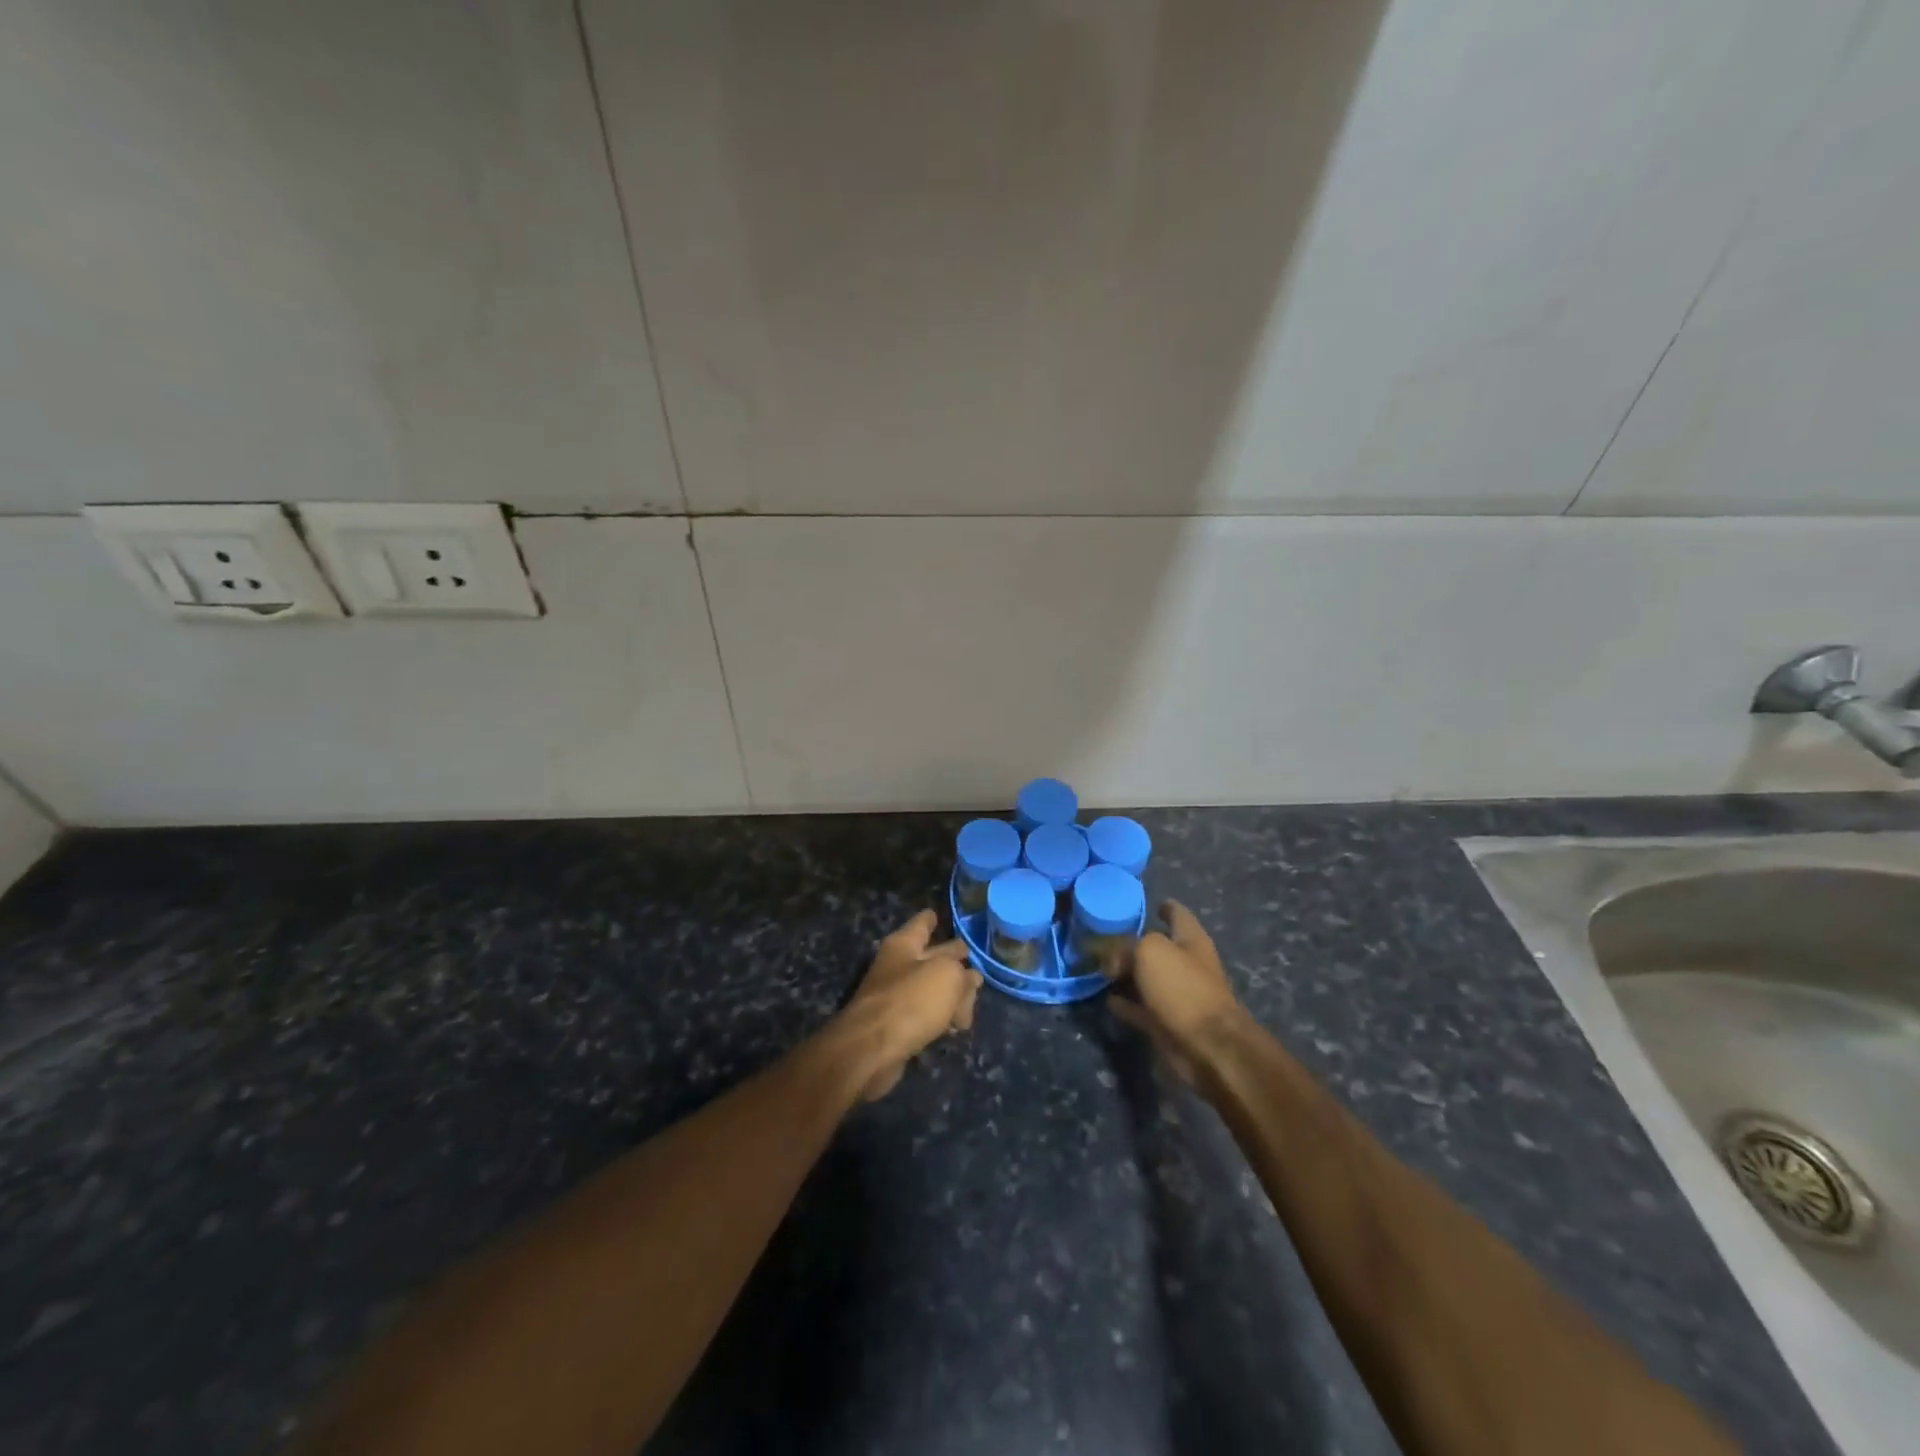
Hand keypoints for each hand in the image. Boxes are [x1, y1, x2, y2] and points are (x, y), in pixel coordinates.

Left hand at [837, 910, 981, 1100]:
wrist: (871, 1050)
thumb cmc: (911, 1000)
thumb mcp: (947, 977)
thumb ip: (963, 974)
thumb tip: (970, 979)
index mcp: (904, 944)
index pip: (922, 923)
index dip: (932, 918)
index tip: (940, 914)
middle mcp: (898, 965)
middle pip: (932, 956)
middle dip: (952, 958)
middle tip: (975, 963)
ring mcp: (896, 995)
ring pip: (931, 987)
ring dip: (951, 994)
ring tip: (971, 1002)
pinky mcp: (897, 1025)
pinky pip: (926, 1014)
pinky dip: (941, 1018)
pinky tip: (956, 1026)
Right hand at [1104, 901, 1248, 1083]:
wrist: (1208, 1047)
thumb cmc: (1183, 988)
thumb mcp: (1149, 951)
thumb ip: (1124, 946)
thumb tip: (1108, 958)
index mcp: (1191, 940)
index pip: (1178, 914)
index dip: (1164, 907)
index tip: (1148, 904)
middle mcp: (1186, 964)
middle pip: (1158, 947)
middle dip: (1134, 943)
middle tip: (1104, 937)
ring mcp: (1178, 995)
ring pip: (1147, 978)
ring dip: (1126, 974)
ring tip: (1099, 967)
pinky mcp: (1167, 1023)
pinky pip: (1140, 1007)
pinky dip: (1125, 1003)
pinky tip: (1106, 999)